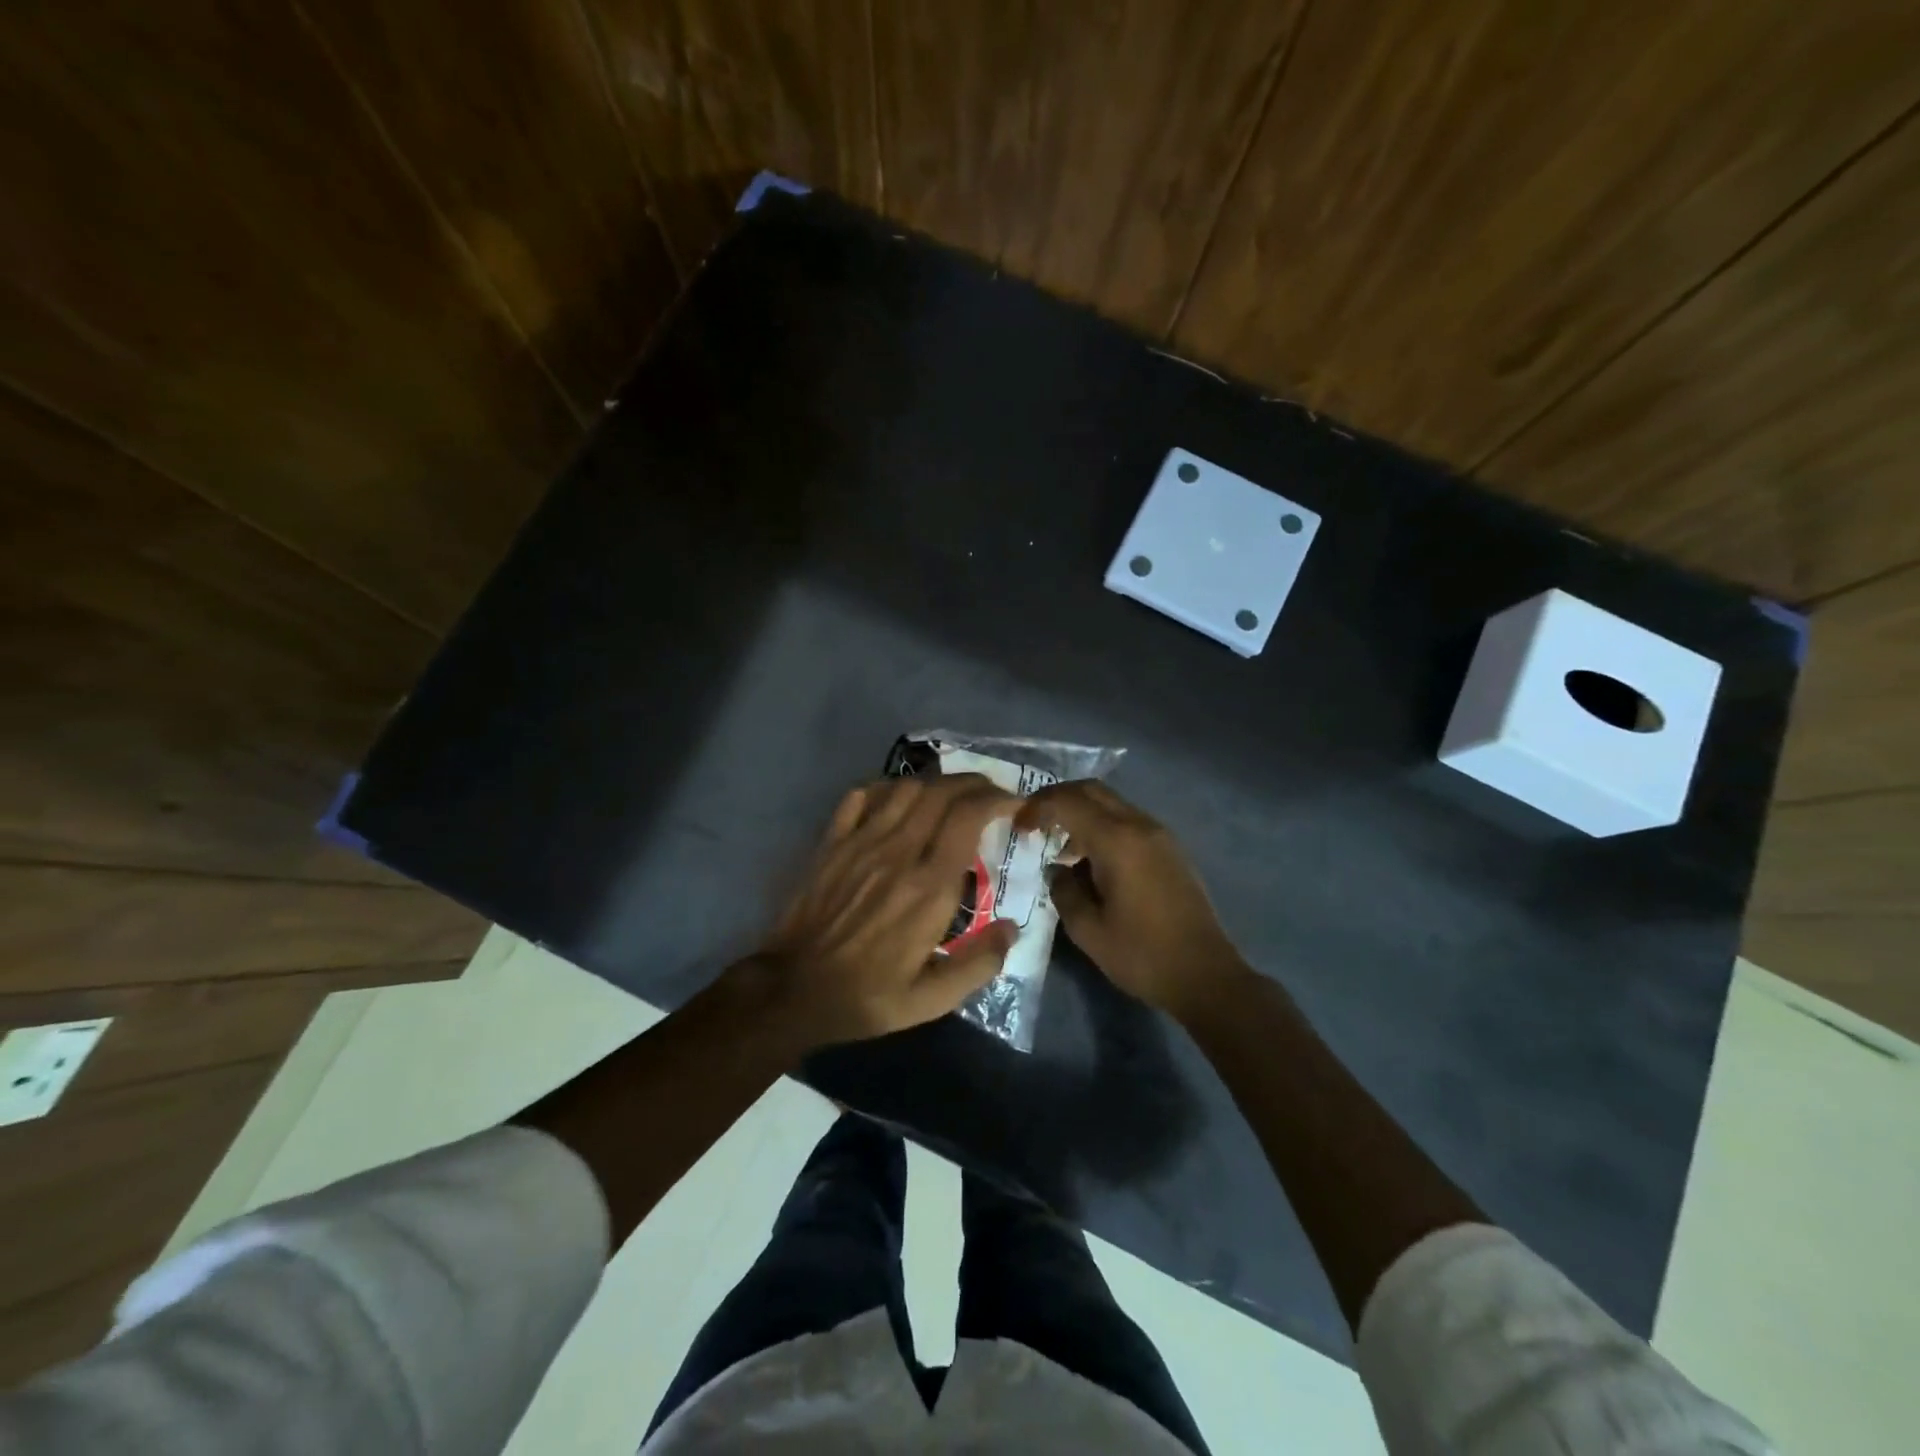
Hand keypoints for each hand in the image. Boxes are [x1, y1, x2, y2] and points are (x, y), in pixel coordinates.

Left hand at [755, 773, 1019, 1046]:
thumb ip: (978, 964)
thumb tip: (1012, 929)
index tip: (1013, 805)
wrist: (793, 990)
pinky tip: (899, 798)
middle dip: (974, 783)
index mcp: (928, 888)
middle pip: (941, 792)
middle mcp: (897, 853)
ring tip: (952, 794)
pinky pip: (861, 796)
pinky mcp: (832, 842)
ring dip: (936, 783)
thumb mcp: (931, 1000)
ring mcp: (860, 842)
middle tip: (991, 793)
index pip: (967, 817)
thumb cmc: (867, 996)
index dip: (996, 800)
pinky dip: (888, 787)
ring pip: (905, 788)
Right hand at [1016, 781, 1247, 1021]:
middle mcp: (1140, 826)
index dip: (1037, 808)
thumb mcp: (1088, 930)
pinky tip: (1090, 858)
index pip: (1068, 802)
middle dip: (1057, 798)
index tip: (1018, 827)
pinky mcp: (1170, 849)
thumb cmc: (1142, 955)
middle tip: (1033, 821)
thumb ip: (1064, 890)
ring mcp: (1159, 835)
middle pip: (1092, 790)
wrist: (1205, 975)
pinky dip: (1102, 825)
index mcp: (1117, 841)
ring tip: (1059, 844)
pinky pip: (1127, 820)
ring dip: (1081, 812)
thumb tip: (1057, 869)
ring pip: (1111, 803)